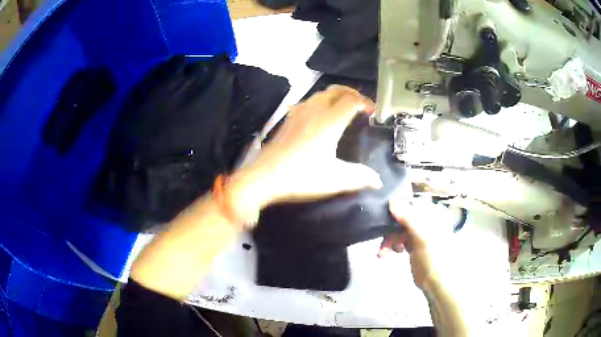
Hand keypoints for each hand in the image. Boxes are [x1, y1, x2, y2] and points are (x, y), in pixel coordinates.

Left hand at [227, 86, 382, 223]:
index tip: (374, 111)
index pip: (351, 101)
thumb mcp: (336, 180)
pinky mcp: (288, 120)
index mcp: (329, 121)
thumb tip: (378, 181)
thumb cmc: (301, 177)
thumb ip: (360, 177)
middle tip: (361, 104)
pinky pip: (308, 101)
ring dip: (336, 96)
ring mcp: (298, 113)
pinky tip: (319, 114)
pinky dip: (320, 101)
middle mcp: (314, 111)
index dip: (366, 102)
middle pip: (336, 91)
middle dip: (352, 93)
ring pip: (321, 94)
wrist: (264, 177)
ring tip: (344, 107)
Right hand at [378, 198, 455, 288]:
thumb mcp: (422, 236)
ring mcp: (420, 233)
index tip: (384, 218)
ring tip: (384, 252)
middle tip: (383, 241)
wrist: (436, 282)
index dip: (398, 210)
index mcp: (433, 214)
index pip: (412, 204)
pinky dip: (391, 245)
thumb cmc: (433, 257)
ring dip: (389, 239)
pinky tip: (387, 254)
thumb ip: (407, 217)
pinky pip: (399, 239)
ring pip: (399, 229)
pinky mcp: (414, 245)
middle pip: (403, 217)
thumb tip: (391, 200)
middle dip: (391, 229)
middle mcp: (427, 221)